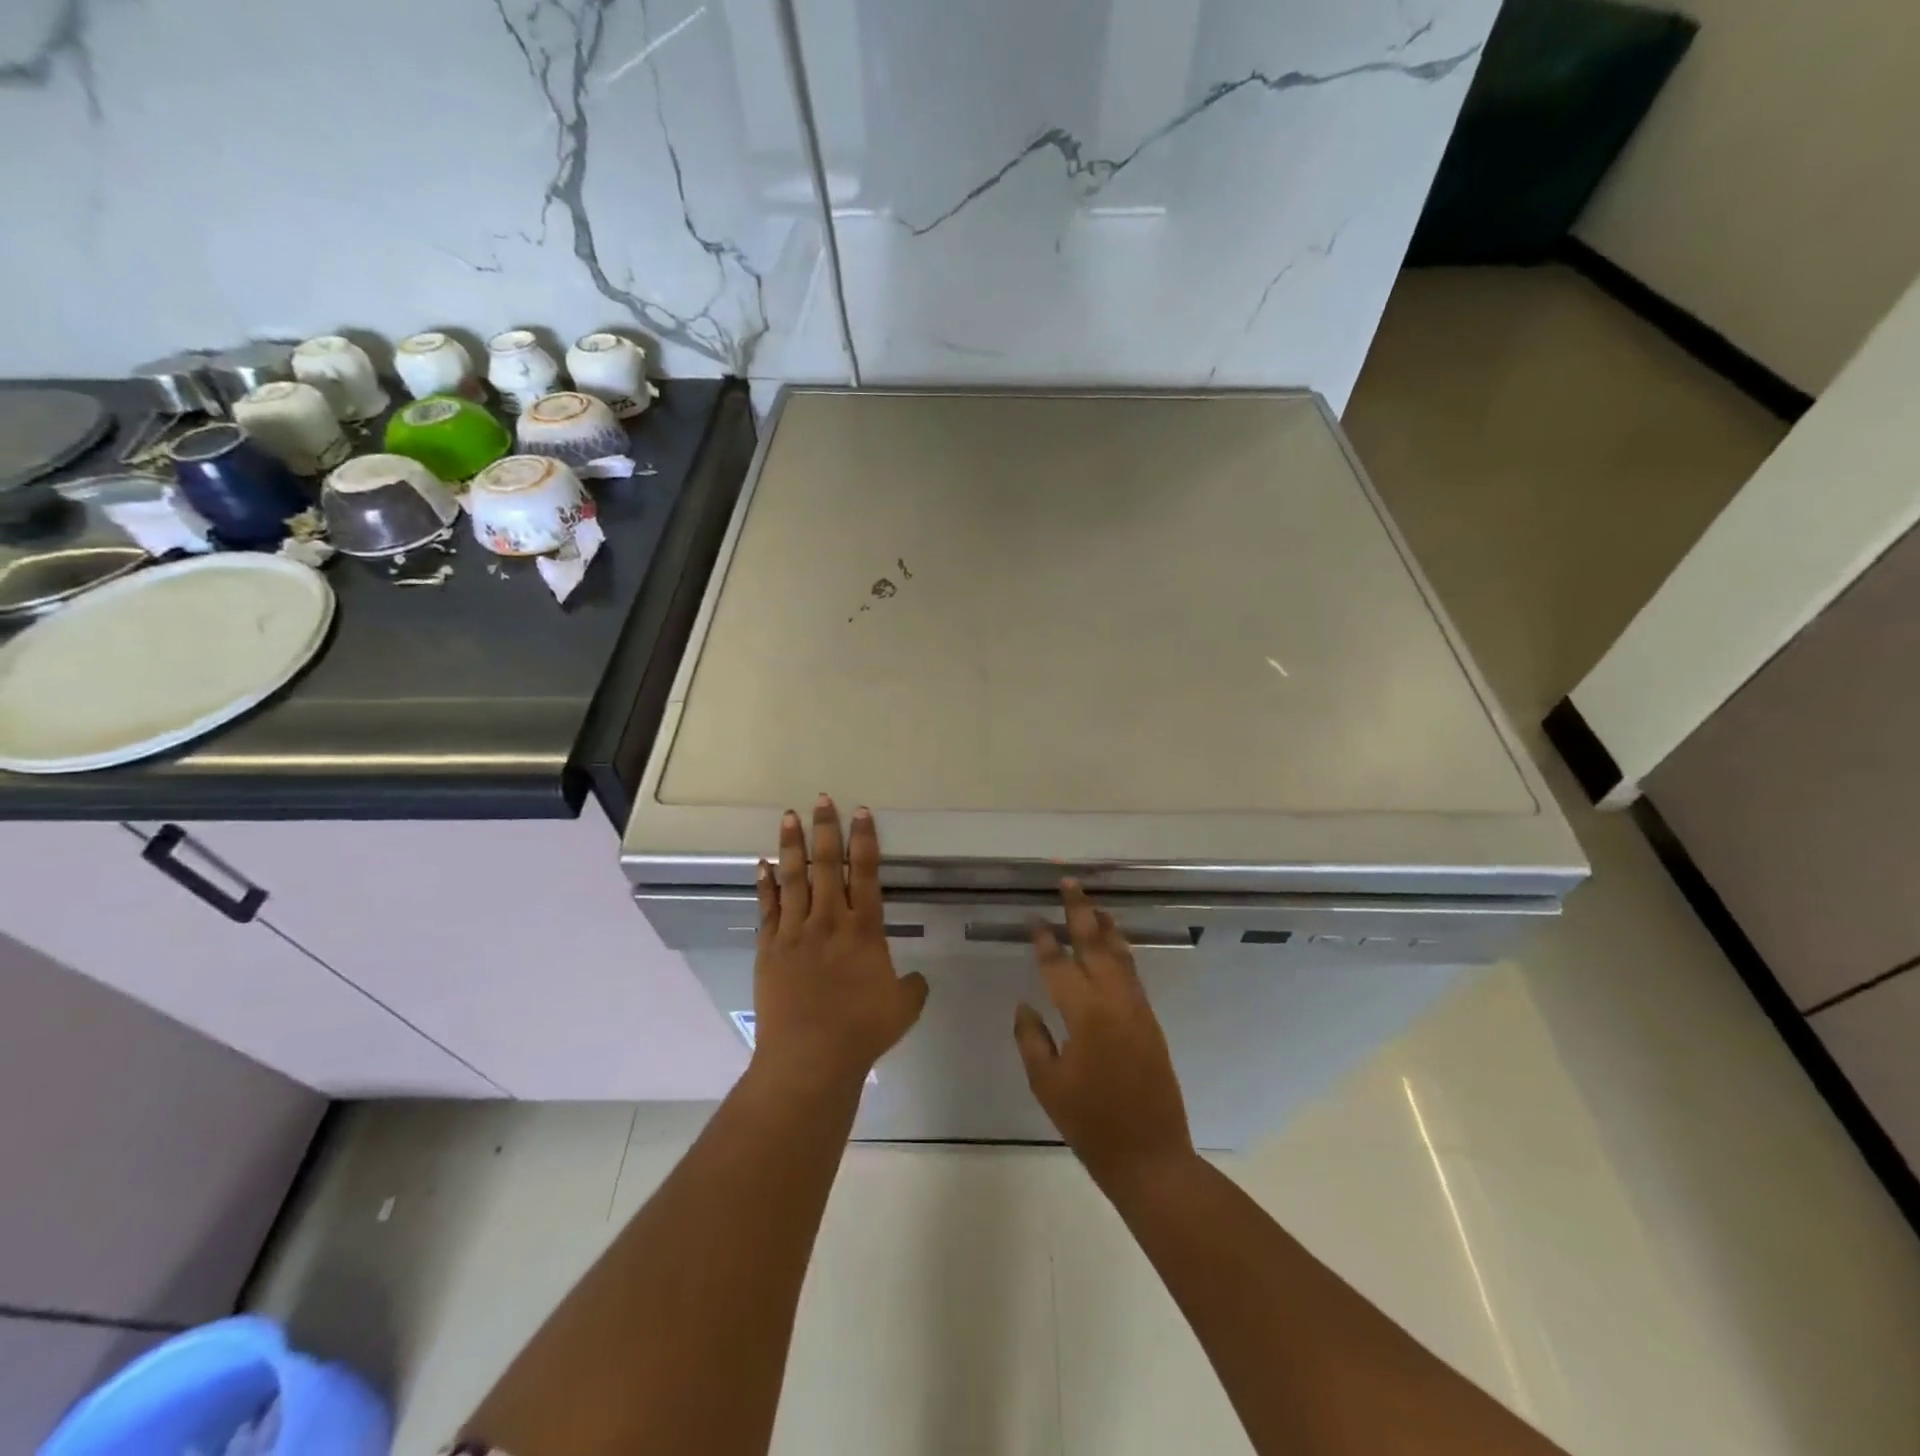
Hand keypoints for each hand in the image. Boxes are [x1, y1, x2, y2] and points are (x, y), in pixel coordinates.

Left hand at [751, 796, 928, 1095]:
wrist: (808, 1058)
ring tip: (789, 817)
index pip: (867, 873)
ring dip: (792, 845)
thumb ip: (913, 987)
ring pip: (794, 878)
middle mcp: (829, 920)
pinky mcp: (769, 948)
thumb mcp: (902, 1008)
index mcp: (864, 929)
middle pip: (828, 865)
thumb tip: (918, 978)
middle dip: (826, 829)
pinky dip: (765, 884)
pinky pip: (767, 907)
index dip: (865, 840)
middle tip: (821, 800)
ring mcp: (795, 932)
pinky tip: (762, 864)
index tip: (861, 812)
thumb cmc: (861, 1031)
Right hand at [1015, 880, 1194, 1189]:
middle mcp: (1113, 1001)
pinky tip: (1113, 944)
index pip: (1059, 965)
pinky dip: (1120, 950)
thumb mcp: (1047, 1084)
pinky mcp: (1150, 1020)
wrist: (1149, 1155)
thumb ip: (1032, 1038)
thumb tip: (1026, 1004)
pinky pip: (1132, 973)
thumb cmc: (1090, 1123)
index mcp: (1084, 1014)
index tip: (1034, 919)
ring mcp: (1136, 1008)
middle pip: (1094, 944)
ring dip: (1105, 926)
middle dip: (1080, 912)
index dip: (1044, 941)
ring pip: (1119, 954)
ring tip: (1092, 904)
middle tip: (1068, 883)